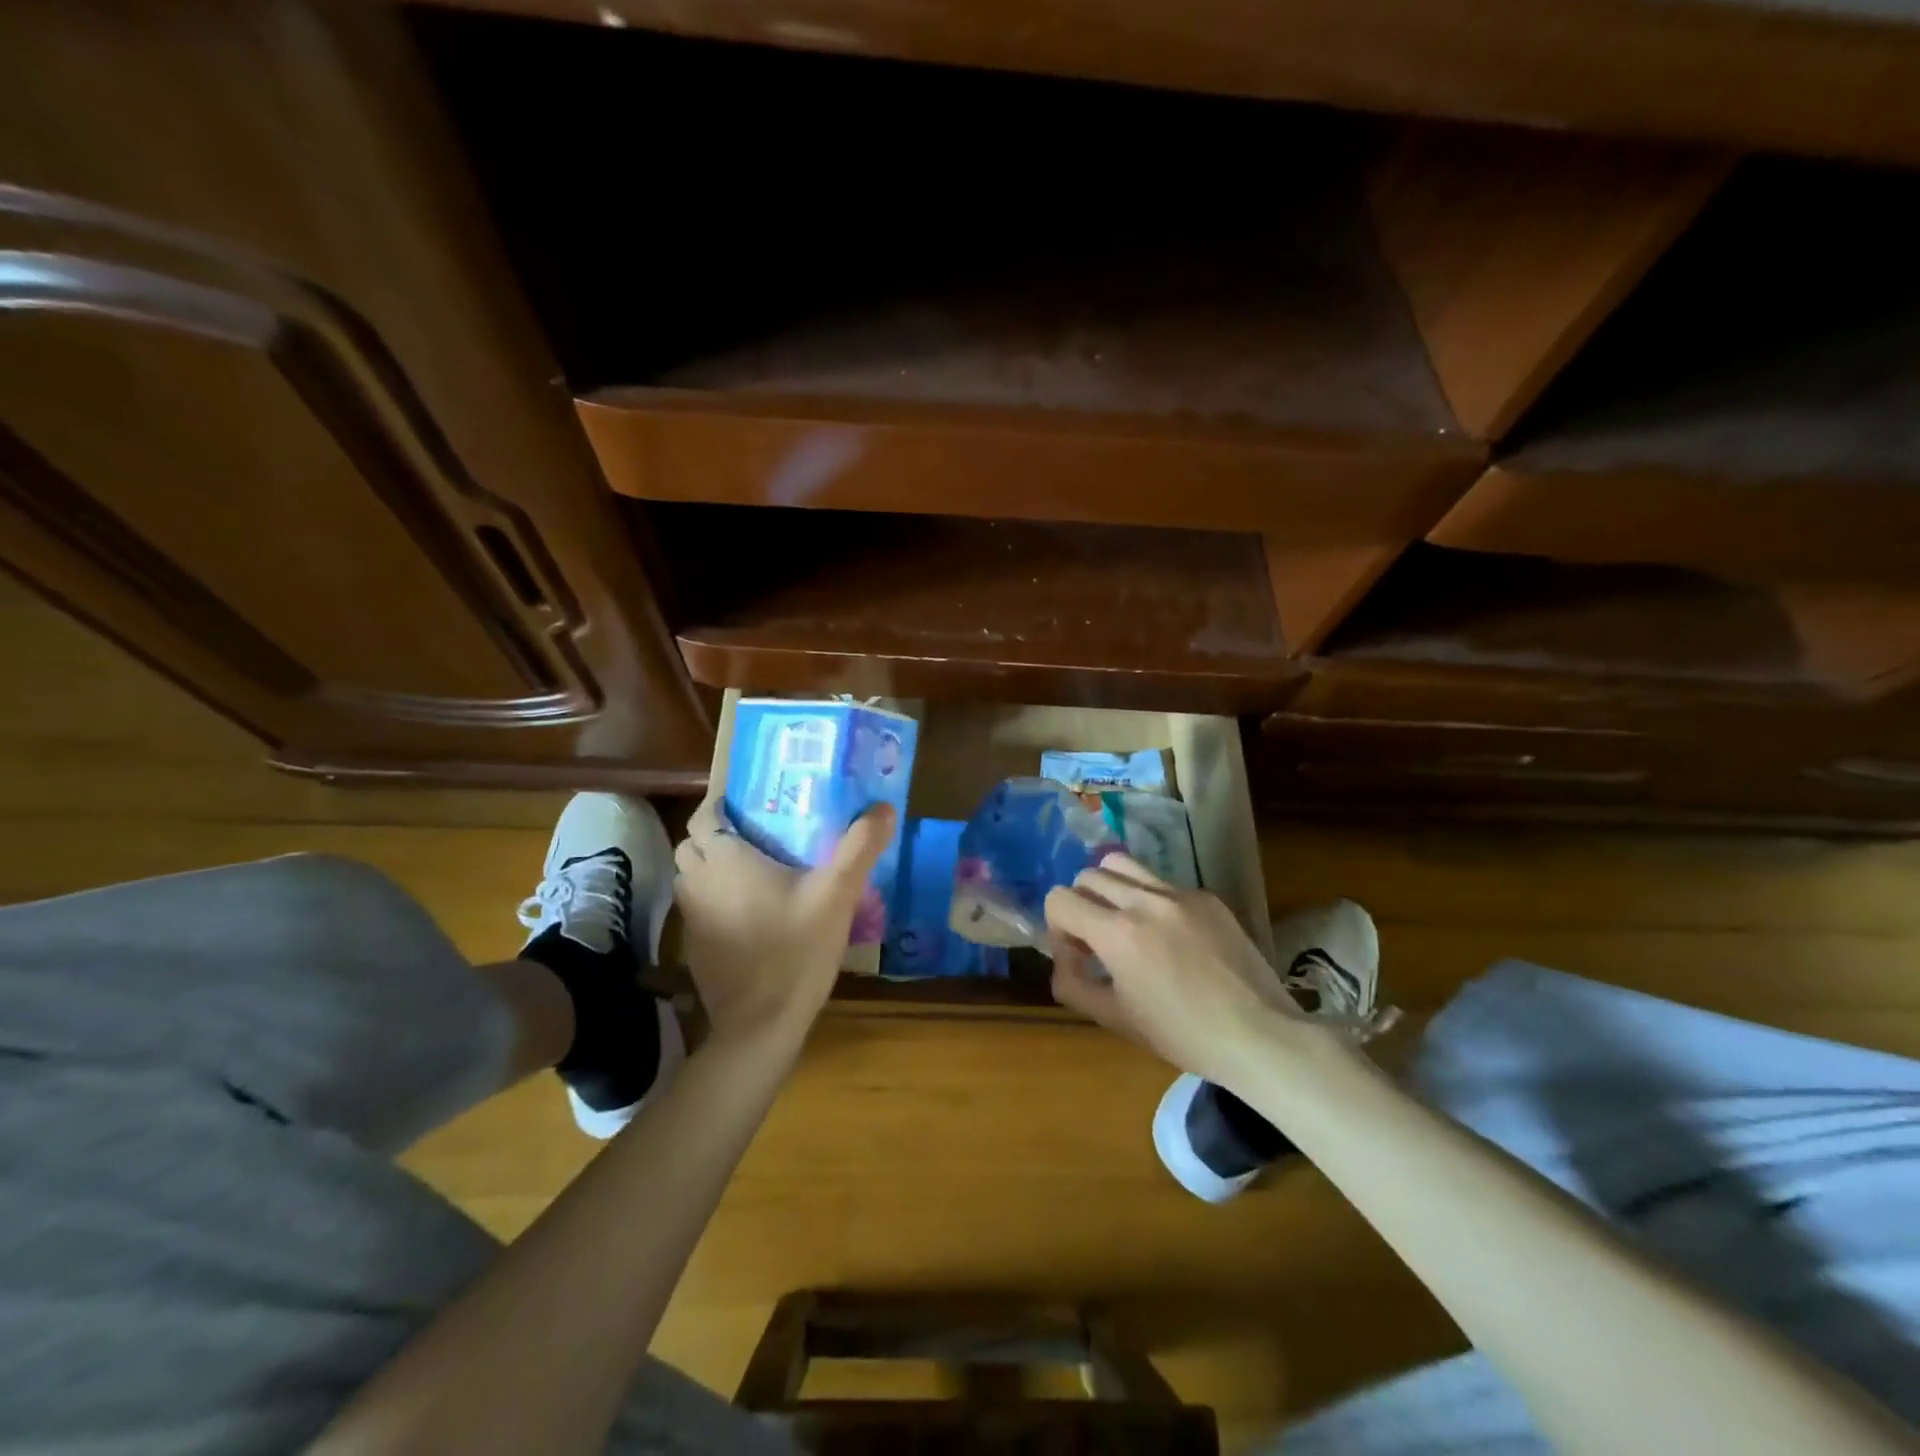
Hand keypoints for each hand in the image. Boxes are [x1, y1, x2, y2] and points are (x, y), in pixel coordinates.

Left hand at [673, 799, 895, 1048]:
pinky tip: (750, 913)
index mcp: (725, 859)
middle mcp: (698, 882)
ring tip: (753, 870)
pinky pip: (697, 908)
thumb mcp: (837, 893)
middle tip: (757, 835)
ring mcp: (691, 918)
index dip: (719, 805)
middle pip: (693, 844)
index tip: (749, 805)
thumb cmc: (796, 949)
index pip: (702, 816)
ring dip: (712, 867)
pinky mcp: (694, 948)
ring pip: (692, 877)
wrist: (761, 1025)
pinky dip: (714, 900)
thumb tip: (884, 808)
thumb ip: (859, 847)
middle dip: (716, 835)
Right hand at [1044, 855, 1326, 1085]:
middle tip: (1098, 943)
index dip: (1057, 928)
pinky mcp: (1207, 897)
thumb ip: (1073, 986)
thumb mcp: (1116, 1019)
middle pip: (1088, 876)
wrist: (1259, 1035)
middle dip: (1081, 906)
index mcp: (1118, 932)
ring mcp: (1180, 893)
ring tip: (1126, 925)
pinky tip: (1171, 939)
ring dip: (1111, 890)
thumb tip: (1062, 963)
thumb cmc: (1182, 1035)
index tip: (1077, 957)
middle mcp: (1145, 900)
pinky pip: (1162, 884)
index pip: (1060, 899)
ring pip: (1123, 865)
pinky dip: (1150, 902)